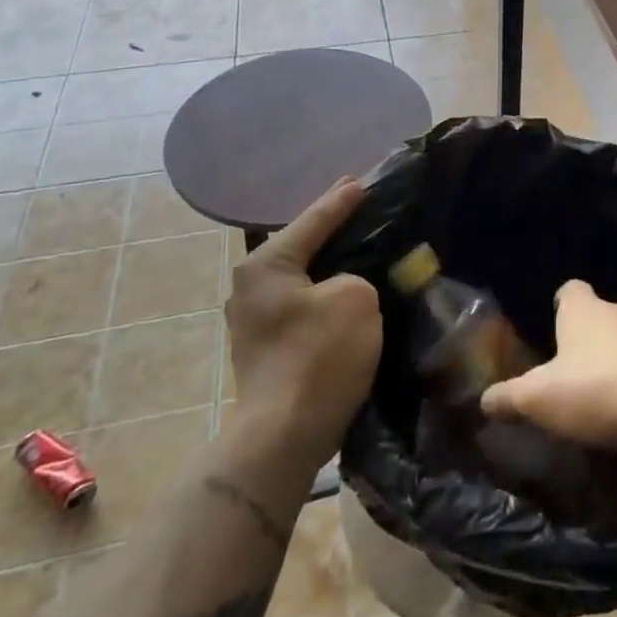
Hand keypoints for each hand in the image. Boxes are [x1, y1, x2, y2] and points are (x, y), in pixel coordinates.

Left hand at [222, 179, 381, 468]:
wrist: (285, 435)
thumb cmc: (318, 357)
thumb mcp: (355, 298)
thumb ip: (357, 275)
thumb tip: (348, 287)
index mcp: (266, 265)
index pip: (313, 220)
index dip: (342, 201)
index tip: (362, 182)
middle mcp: (251, 286)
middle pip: (303, 247)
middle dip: (334, 231)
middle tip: (365, 211)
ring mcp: (255, 319)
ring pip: (304, 279)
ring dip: (332, 267)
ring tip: (364, 250)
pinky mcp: (268, 347)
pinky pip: (304, 305)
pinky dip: (327, 295)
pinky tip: (351, 294)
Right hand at [479, 279, 616, 448]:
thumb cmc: (598, 387)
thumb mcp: (540, 398)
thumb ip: (509, 398)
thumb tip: (484, 400)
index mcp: (584, 310)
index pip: (570, 290)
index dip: (561, 304)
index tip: (553, 323)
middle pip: (600, 314)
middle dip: (586, 336)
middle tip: (570, 367)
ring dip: (616, 359)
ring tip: (600, 392)